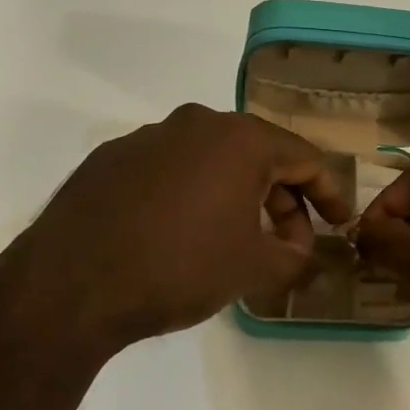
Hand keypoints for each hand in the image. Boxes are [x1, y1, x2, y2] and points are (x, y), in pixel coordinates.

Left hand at [0, 104, 350, 360]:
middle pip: (258, 155)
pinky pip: (169, 171)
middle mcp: (195, 124)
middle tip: (289, 241)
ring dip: (235, 196)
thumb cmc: (179, 268)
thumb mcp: (253, 269)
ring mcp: (147, 137)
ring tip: (236, 240)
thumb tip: (300, 249)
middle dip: (282, 199)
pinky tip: (180, 234)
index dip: (329, 193)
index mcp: (239, 139)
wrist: (70, 285)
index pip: (304, 157)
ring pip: (211, 161)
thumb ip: (294, 256)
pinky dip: (190, 196)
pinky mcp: (110, 159)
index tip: (339, 222)